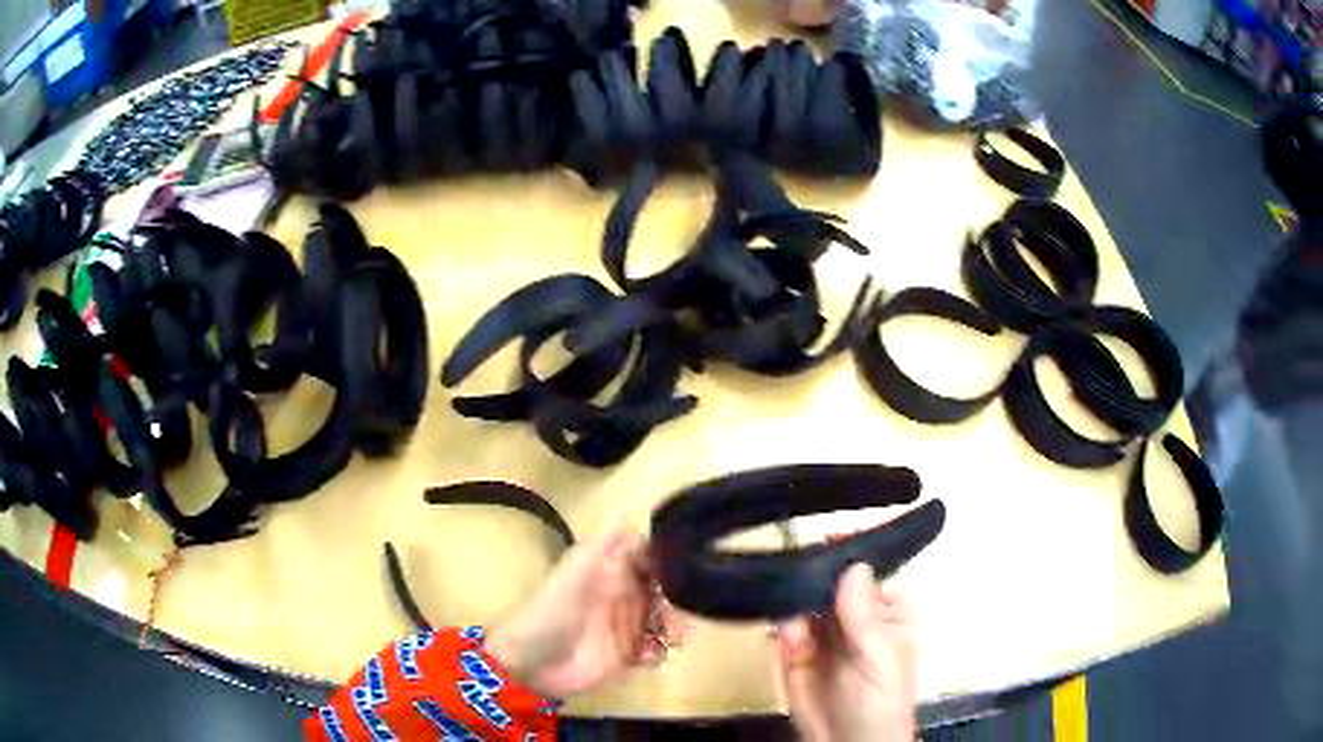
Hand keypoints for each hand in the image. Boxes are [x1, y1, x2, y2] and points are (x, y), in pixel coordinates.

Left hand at [486, 528, 682, 699]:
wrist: (533, 662)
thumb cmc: (554, 611)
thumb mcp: (579, 570)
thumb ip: (611, 545)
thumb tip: (639, 515)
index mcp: (612, 566)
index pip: (653, 554)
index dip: (672, 560)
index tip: (690, 571)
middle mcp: (624, 591)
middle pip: (668, 587)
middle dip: (680, 598)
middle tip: (678, 614)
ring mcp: (627, 623)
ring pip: (668, 617)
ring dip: (676, 625)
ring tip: (670, 638)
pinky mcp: (628, 654)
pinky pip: (659, 648)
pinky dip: (662, 650)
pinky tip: (648, 656)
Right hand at [776, 563, 916, 741]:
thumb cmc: (879, 700)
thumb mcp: (879, 657)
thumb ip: (863, 615)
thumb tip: (854, 563)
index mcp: (885, 607)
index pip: (866, 568)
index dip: (848, 549)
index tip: (826, 532)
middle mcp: (852, 612)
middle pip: (828, 578)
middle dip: (810, 571)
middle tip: (792, 567)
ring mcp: (820, 630)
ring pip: (801, 597)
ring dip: (791, 598)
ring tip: (790, 613)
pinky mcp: (793, 649)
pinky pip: (782, 626)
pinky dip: (780, 627)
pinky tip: (785, 639)